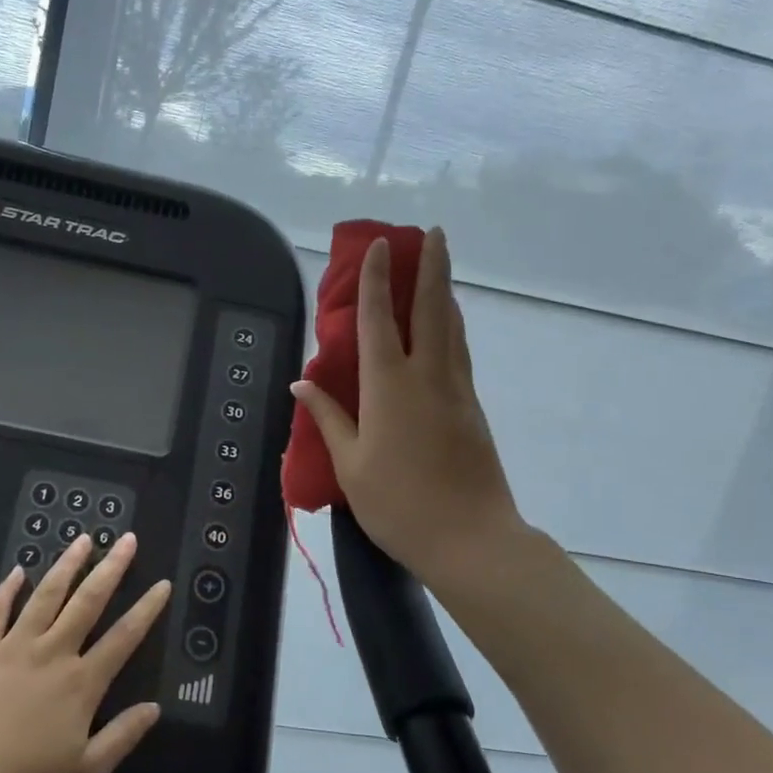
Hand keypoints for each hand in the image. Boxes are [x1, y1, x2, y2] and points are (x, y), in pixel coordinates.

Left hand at [0, 533, 167, 772]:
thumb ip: (122, 738)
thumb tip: (155, 708)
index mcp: (81, 683)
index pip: (123, 638)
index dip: (146, 610)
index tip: (162, 583)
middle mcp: (52, 653)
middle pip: (88, 602)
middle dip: (111, 569)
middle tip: (127, 539)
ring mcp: (14, 647)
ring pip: (46, 595)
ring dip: (67, 565)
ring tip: (83, 539)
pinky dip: (7, 589)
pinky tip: (17, 570)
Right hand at [291, 227, 527, 590]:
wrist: (470, 539)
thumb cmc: (399, 504)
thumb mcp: (350, 465)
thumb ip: (328, 418)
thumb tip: (300, 384)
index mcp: (389, 386)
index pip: (381, 319)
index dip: (379, 279)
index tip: (383, 245)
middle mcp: (427, 376)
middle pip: (432, 309)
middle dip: (432, 266)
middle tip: (434, 233)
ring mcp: (455, 390)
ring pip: (452, 328)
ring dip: (445, 292)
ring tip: (441, 268)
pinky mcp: (472, 408)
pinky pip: (458, 352)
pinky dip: (451, 326)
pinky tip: (447, 327)